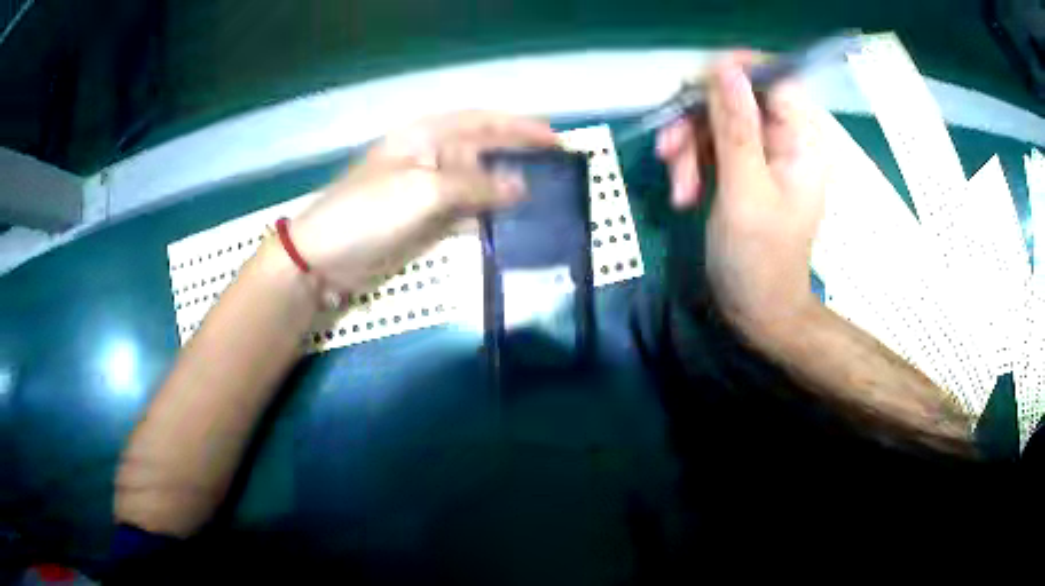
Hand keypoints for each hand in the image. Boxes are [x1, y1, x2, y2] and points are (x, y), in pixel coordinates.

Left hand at [291, 111, 557, 292]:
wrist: (325, 257)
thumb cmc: (369, 212)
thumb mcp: (424, 190)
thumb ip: (476, 186)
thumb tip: (523, 187)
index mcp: (426, 135)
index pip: (482, 121)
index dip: (520, 127)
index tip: (555, 140)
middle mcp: (430, 156)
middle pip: (484, 150)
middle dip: (519, 157)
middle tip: (557, 171)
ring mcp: (428, 190)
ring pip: (477, 183)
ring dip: (507, 189)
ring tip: (545, 198)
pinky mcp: (425, 220)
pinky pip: (466, 212)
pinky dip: (488, 216)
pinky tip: (512, 223)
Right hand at [656, 53, 827, 336]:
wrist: (758, 311)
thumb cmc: (758, 259)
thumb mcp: (744, 191)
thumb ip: (735, 127)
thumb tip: (724, 68)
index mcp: (802, 141)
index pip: (775, 77)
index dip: (736, 71)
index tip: (694, 86)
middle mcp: (785, 139)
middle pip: (736, 97)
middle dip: (697, 120)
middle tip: (668, 151)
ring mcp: (764, 154)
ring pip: (716, 120)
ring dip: (688, 148)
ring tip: (678, 189)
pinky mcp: (744, 169)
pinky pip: (711, 146)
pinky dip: (691, 165)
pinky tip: (683, 195)